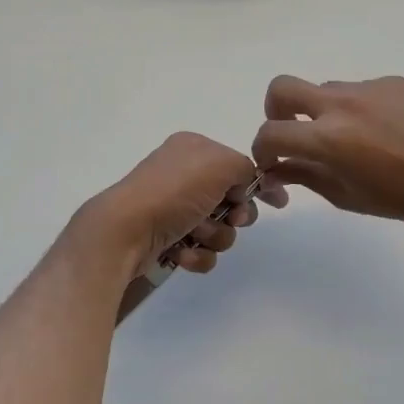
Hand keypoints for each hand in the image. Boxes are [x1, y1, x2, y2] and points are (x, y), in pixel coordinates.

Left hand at [82, 133, 282, 274]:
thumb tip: (246, 184)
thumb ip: (245, 168)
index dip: (257, 185)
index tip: (278, 203)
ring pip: (219, 229)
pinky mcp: (166, 238)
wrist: (126, 231)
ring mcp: (173, 208)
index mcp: (193, 149)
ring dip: (214, 236)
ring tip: (195, 236)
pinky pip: (200, 250)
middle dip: (234, 216)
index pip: (236, 165)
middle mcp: (182, 175)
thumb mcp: (220, 164)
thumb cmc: (174, 191)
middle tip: (232, 218)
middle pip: (231, 200)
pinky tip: (182, 253)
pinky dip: (196, 254)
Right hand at [251, 75, 403, 228]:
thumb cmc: (399, 198)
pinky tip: (385, 130)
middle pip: (282, 88)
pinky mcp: (392, 81)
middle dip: (275, 110)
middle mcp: (340, 104)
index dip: (262, 149)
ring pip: (324, 89)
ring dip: (322, 111)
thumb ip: (303, 176)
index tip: (272, 161)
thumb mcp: (344, 195)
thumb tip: (274, 170)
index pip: (271, 133)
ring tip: (353, 138)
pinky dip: (358, 108)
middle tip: (294, 132)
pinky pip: (360, 89)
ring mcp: (368, 87)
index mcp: (326, 137)